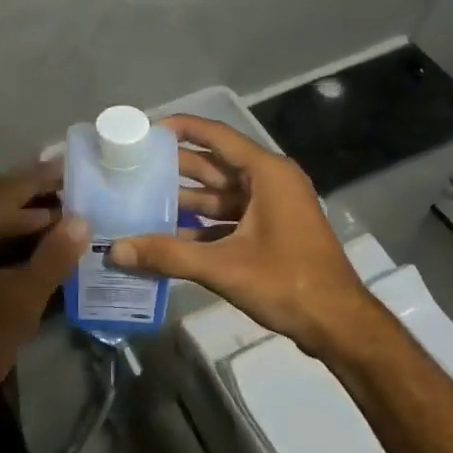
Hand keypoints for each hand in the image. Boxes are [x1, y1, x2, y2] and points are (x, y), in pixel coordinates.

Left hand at [0, 161, 88, 421]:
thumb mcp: (20, 302)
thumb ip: (52, 258)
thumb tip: (81, 221)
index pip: (3, 191)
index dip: (38, 177)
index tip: (70, 166)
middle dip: (28, 190)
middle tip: (68, 188)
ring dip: (17, 214)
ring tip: (59, 215)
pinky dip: (3, 234)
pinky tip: (31, 243)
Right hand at [109, 114, 372, 358]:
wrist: (337, 323)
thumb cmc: (287, 282)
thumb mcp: (223, 266)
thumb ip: (167, 255)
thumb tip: (115, 250)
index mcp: (267, 174)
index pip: (217, 136)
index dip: (182, 128)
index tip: (145, 130)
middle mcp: (270, 182)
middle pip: (214, 165)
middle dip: (174, 166)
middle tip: (132, 167)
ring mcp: (271, 209)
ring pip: (219, 195)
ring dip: (184, 199)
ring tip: (140, 200)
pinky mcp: (270, 232)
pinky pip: (227, 219)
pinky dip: (200, 225)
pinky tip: (167, 236)